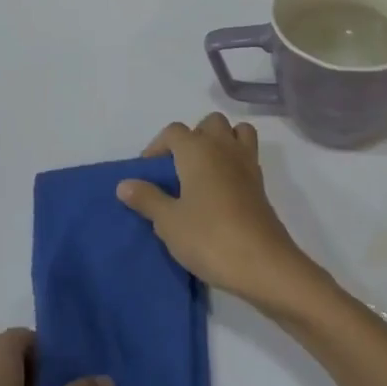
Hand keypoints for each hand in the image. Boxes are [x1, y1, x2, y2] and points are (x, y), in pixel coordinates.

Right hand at [117, 113, 328, 313]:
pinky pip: (247, 155)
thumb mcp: (169, 222)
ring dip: (220, 142)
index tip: (148, 172)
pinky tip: (221, 190)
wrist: (262, 262)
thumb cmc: (209, 237)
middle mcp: (224, 147)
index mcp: (198, 150)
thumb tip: (124, 183)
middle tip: (178, 169)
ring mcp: (246, 162)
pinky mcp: (260, 183)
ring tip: (203, 172)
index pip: (173, 131)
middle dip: (192, 138)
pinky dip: (234, 160)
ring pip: (235, 132)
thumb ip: (147, 199)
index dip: (157, 147)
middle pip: (209, 123)